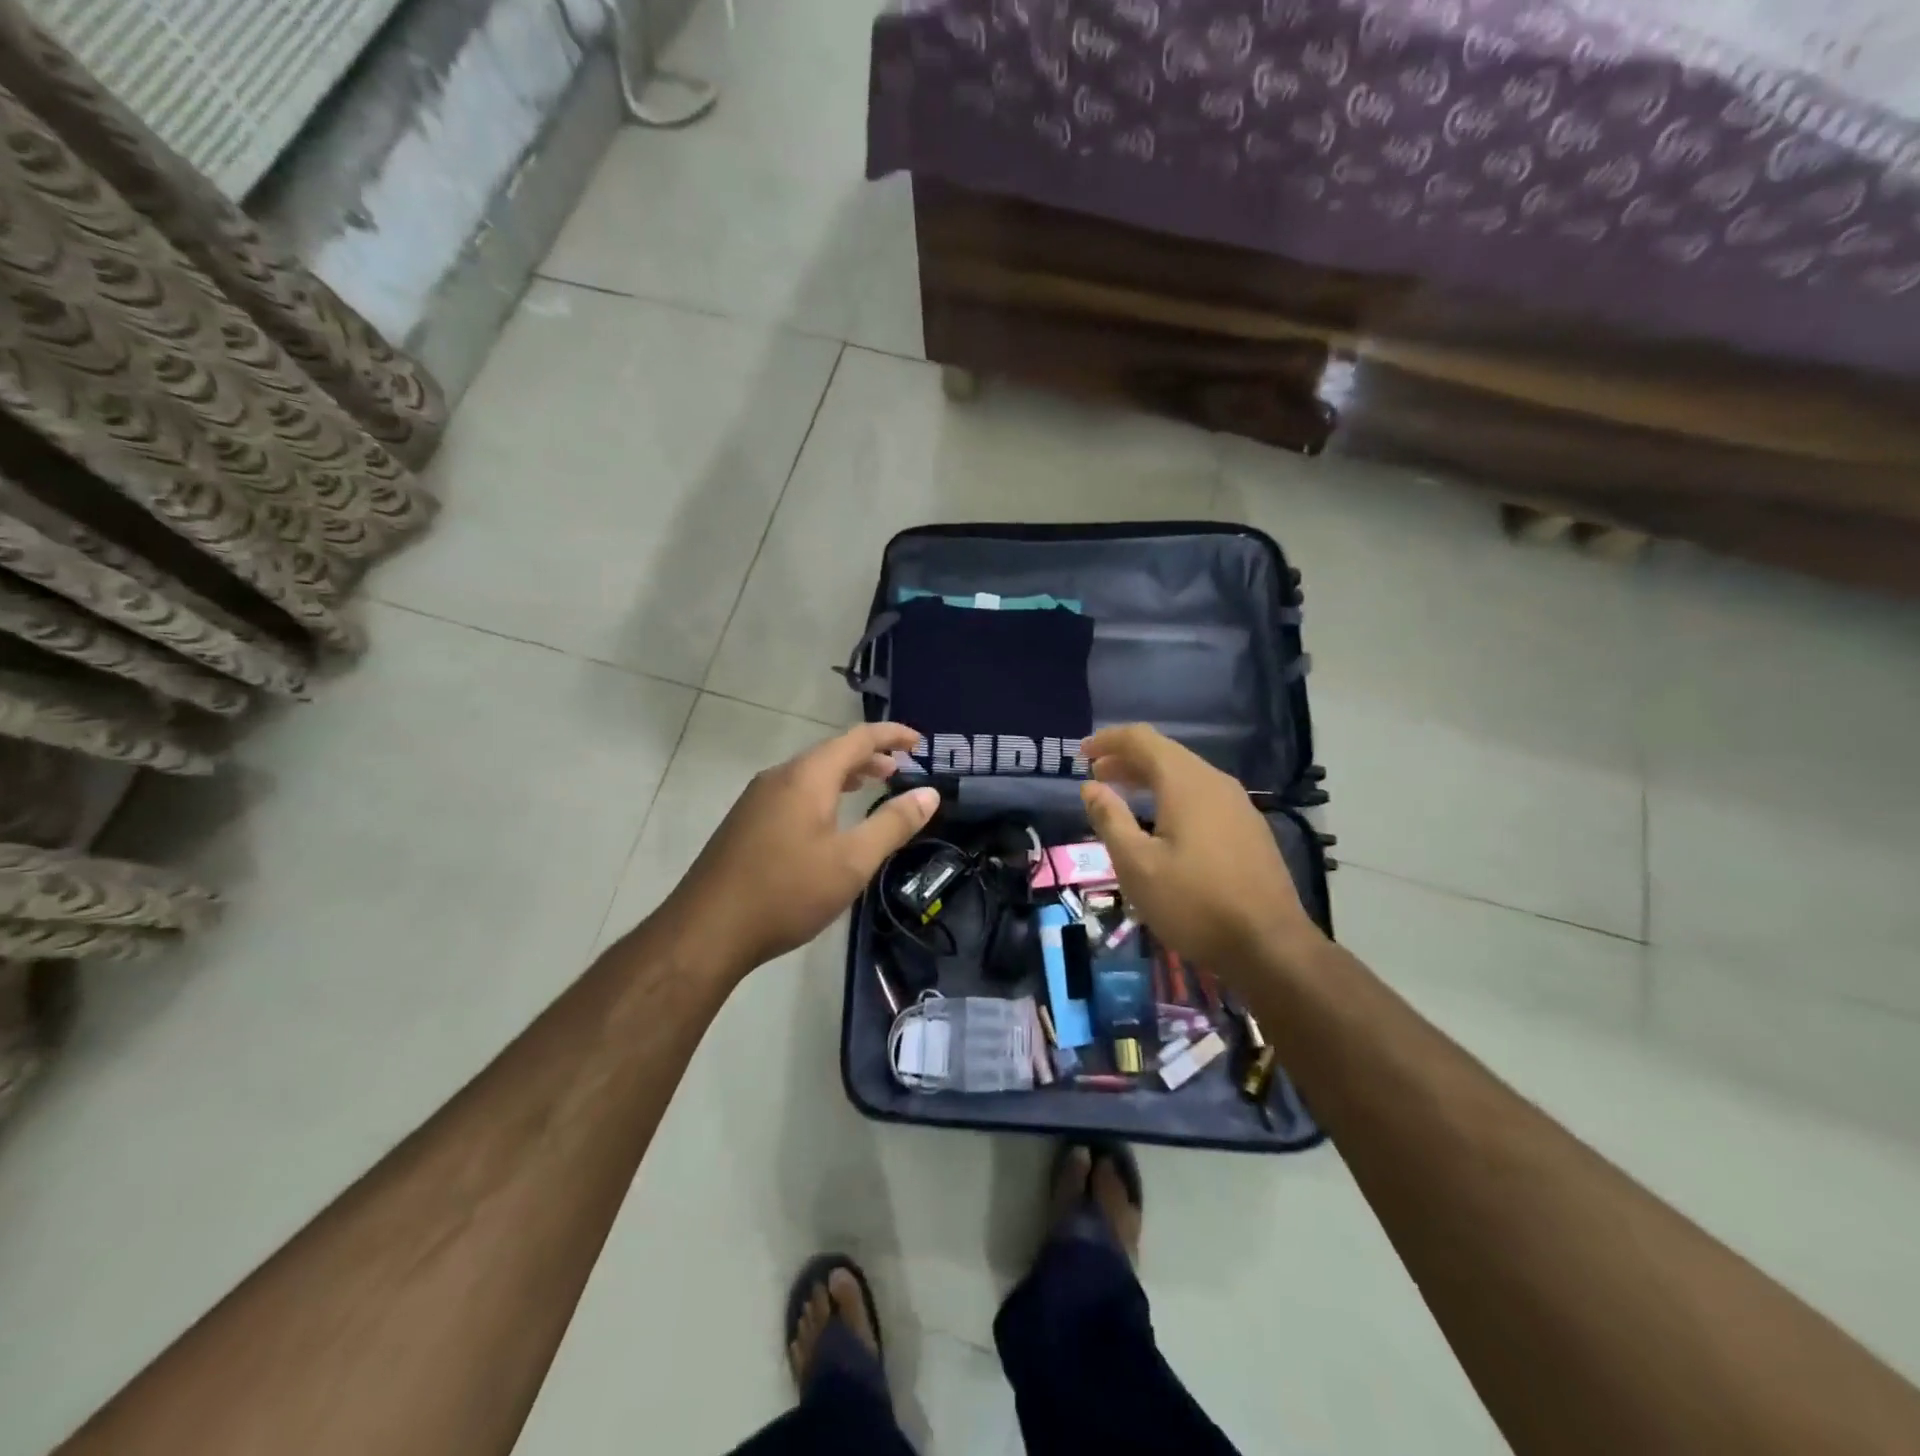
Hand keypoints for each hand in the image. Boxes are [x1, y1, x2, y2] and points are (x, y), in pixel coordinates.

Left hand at [662, 722, 940, 977]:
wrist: (707, 930)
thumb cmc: (787, 892)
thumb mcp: (852, 861)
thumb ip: (893, 824)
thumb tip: (929, 794)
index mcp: (808, 776)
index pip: (858, 738)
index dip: (892, 735)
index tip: (921, 742)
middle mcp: (780, 777)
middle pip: (832, 752)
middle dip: (870, 756)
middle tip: (901, 769)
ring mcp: (757, 799)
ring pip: (811, 772)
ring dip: (846, 774)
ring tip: (871, 787)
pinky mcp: (746, 822)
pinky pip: (794, 791)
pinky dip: (823, 792)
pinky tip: (828, 819)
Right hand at [1079, 724, 1322, 979]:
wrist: (1270, 946)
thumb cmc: (1194, 903)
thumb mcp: (1137, 865)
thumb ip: (1110, 819)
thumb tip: (1091, 787)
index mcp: (1186, 783)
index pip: (1142, 740)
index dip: (1108, 741)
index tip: (1081, 754)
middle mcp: (1215, 783)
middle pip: (1165, 754)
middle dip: (1126, 759)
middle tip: (1096, 776)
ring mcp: (1238, 805)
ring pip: (1186, 775)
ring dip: (1149, 778)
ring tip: (1122, 795)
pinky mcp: (1249, 828)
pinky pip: (1202, 796)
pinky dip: (1172, 796)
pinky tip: (1162, 823)